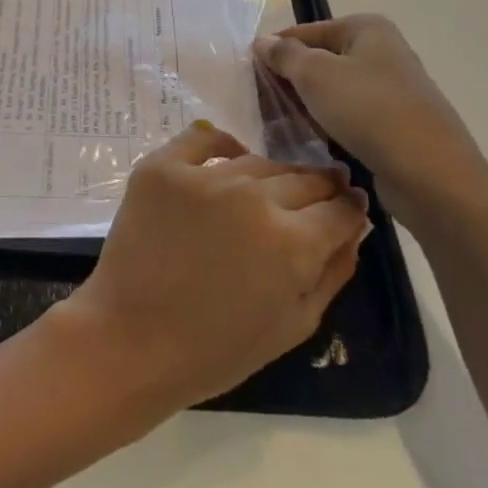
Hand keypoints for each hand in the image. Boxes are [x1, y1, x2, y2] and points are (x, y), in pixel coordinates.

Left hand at [55, 122, 371, 413]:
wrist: (133, 339)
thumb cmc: (218, 349)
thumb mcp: (294, 325)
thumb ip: (331, 271)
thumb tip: (354, 229)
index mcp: (292, 241)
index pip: (338, 210)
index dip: (350, 208)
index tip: (351, 205)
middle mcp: (253, 196)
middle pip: (302, 180)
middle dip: (320, 187)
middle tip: (323, 191)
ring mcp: (205, 176)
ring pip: (257, 162)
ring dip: (273, 174)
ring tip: (275, 186)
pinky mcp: (163, 167)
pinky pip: (202, 139)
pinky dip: (221, 143)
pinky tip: (232, 155)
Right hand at [253, 15, 487, 232]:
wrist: (433, 176)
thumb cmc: (369, 111)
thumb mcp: (315, 75)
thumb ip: (284, 54)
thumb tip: (262, 41)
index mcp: (366, 28)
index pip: (304, 32)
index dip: (274, 53)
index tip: (249, 78)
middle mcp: (383, 51)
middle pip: (320, 60)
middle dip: (290, 81)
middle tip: (261, 106)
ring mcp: (393, 89)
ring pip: (334, 91)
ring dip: (308, 107)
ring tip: (280, 127)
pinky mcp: (397, 123)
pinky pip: (351, 117)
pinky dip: (330, 125)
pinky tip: (313, 142)